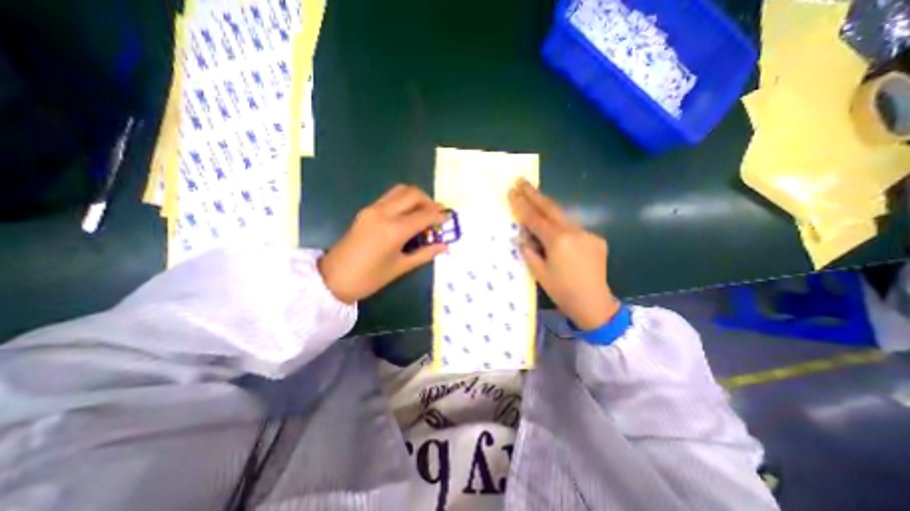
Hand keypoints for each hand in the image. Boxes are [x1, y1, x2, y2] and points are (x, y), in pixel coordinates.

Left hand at [318, 184, 448, 302]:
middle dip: (429, 201)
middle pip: (413, 193)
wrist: (333, 278)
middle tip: (436, 216)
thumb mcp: (401, 267)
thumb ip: (425, 254)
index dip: (439, 215)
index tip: (448, 219)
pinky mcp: (366, 210)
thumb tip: (445, 246)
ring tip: (423, 214)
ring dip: (416, 198)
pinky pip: (390, 197)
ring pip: (400, 190)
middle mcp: (383, 213)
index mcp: (394, 230)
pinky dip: (404, 201)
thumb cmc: (369, 278)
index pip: (424, 215)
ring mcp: (372, 209)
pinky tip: (408, 216)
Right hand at [509, 181, 622, 329]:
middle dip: (534, 193)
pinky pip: (573, 228)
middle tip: (521, 180)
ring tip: (533, 197)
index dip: (522, 205)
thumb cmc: (562, 291)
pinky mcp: (595, 239)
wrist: (594, 303)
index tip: (512, 190)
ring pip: (562, 216)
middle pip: (551, 208)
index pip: (535, 218)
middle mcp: (574, 231)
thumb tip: (523, 236)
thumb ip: (529, 250)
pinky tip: (553, 230)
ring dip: (546, 207)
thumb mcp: (538, 272)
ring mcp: (587, 233)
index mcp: (558, 241)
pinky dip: (560, 226)